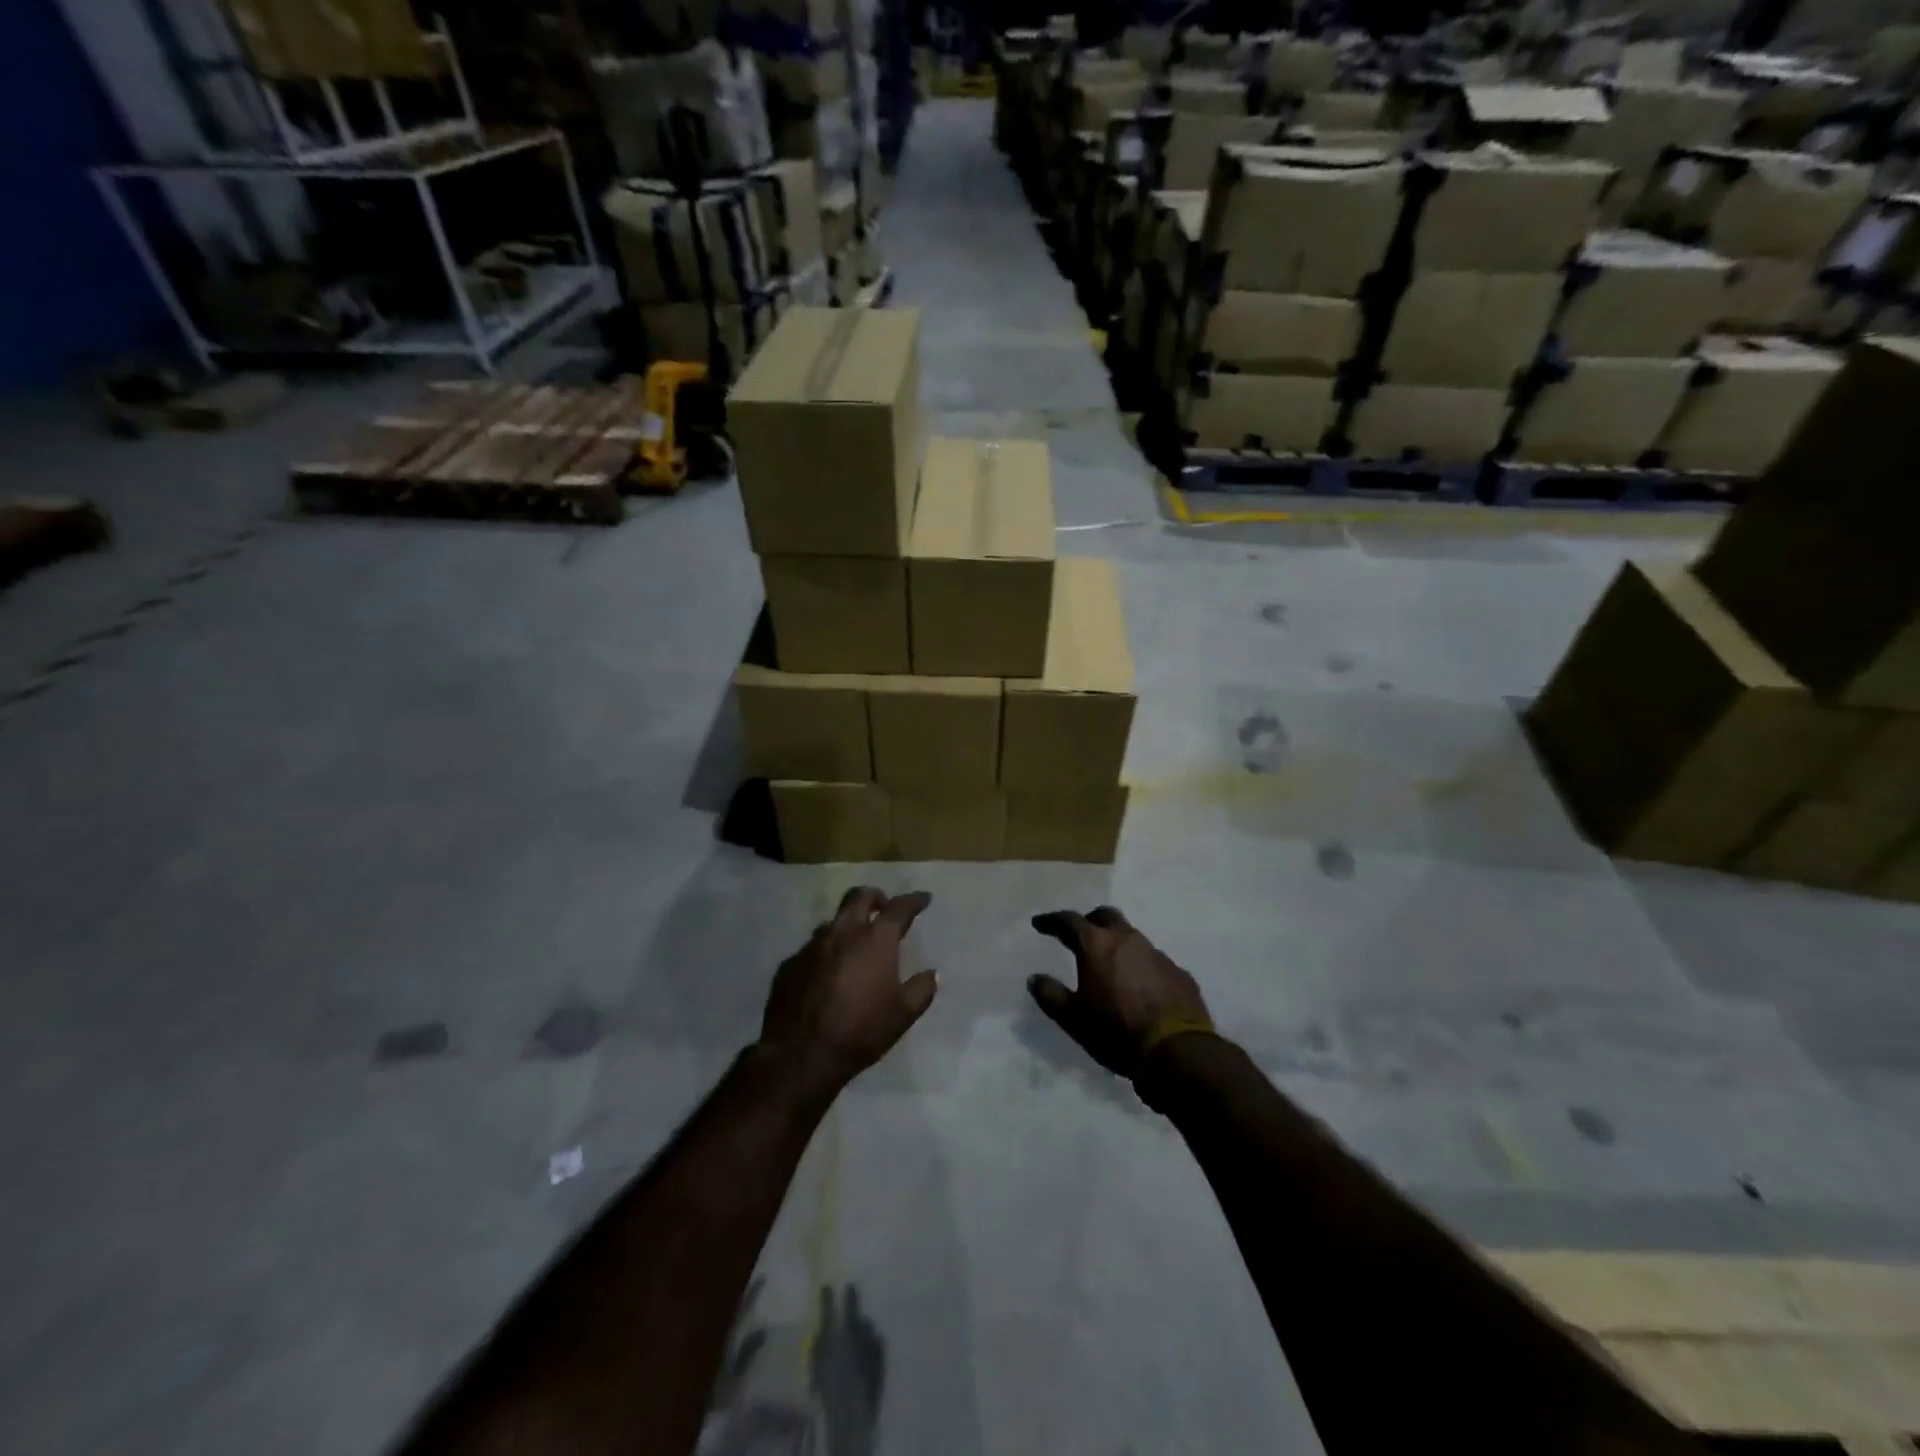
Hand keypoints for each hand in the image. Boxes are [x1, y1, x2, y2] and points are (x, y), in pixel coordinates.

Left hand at [759, 887, 938, 1096]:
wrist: (801, 1054)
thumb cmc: (860, 1030)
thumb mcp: (903, 1015)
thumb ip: (921, 989)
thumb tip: (932, 974)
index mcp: (875, 940)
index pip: (899, 908)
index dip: (914, 900)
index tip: (923, 899)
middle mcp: (842, 933)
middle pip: (858, 897)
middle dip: (875, 897)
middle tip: (884, 906)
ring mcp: (811, 947)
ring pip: (832, 922)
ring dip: (847, 925)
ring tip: (854, 942)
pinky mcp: (789, 964)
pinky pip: (811, 949)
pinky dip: (825, 953)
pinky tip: (826, 973)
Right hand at [1029, 906, 1211, 1080]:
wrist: (1175, 1051)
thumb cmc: (1116, 1030)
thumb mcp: (1073, 1018)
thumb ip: (1051, 995)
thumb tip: (1035, 978)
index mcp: (1098, 945)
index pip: (1069, 921)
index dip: (1052, 921)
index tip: (1040, 924)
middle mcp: (1128, 939)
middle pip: (1106, 916)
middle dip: (1090, 921)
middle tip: (1080, 935)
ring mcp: (1157, 954)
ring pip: (1133, 937)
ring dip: (1118, 944)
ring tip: (1110, 964)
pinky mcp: (1179, 972)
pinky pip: (1154, 961)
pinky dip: (1140, 966)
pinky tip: (1139, 987)